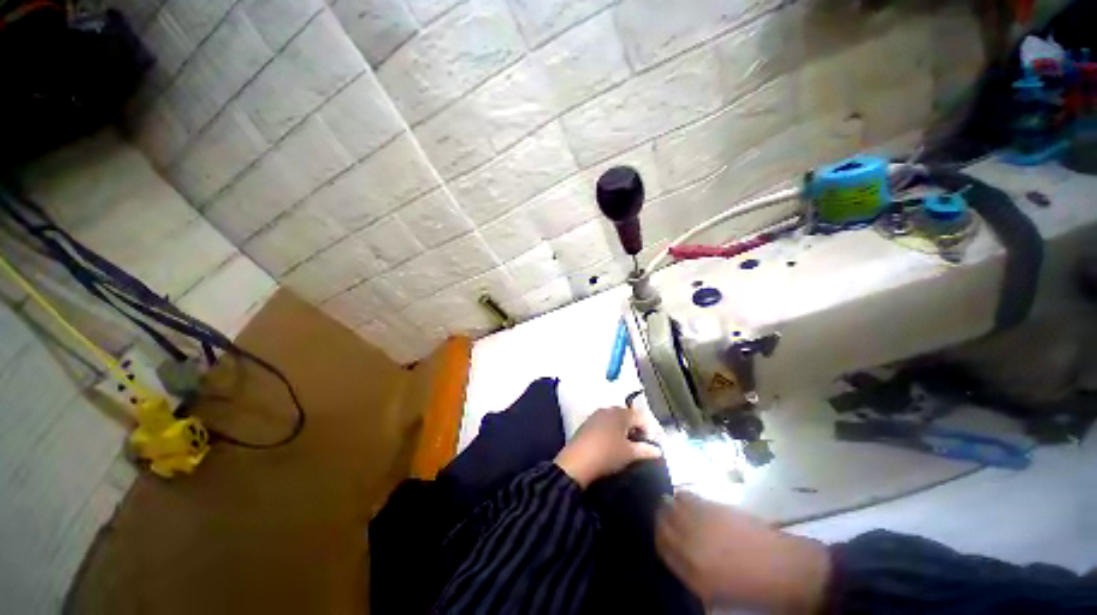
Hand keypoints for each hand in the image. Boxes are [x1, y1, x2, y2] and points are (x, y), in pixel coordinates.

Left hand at [554, 406, 661, 487]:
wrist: (577, 461)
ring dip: (623, 429)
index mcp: (621, 413)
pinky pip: (604, 423)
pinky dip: (611, 430)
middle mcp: (608, 409)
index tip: (652, 445)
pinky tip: (611, 444)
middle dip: (635, 428)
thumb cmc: (607, 454)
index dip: (649, 430)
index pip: (640, 417)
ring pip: (615, 419)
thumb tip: (658, 450)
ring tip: (626, 445)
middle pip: (627, 415)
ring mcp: (596, 415)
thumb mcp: (630, 454)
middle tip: (640, 444)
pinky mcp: (587, 423)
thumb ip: (646, 450)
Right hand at [656, 492, 830, 612]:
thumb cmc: (754, 587)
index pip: (661, 546)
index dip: (658, 537)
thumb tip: (677, 554)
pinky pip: (688, 496)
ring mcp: (702, 523)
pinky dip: (682, 496)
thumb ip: (691, 573)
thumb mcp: (717, 592)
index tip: (659, 532)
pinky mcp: (714, 507)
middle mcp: (691, 545)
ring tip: (672, 505)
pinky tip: (684, 498)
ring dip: (669, 505)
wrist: (788, 570)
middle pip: (663, 523)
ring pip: (671, 506)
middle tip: (663, 517)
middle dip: (660, 518)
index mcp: (692, 573)